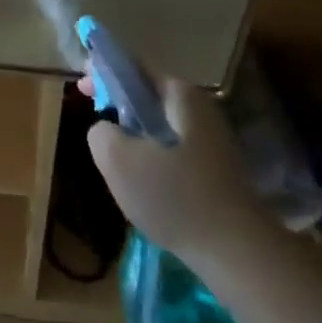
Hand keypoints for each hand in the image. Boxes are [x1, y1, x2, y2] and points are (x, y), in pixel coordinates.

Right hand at [85, 77, 270, 268]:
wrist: (240, 255)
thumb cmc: (176, 197)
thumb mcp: (118, 160)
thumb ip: (101, 132)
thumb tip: (106, 129)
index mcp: (180, 95)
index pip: (134, 67)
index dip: (103, 72)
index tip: (82, 90)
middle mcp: (201, 110)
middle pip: (149, 97)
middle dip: (119, 108)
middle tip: (98, 128)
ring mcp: (213, 142)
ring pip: (161, 128)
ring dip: (136, 138)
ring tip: (117, 164)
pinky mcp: (218, 172)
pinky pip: (175, 153)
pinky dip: (154, 160)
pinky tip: (145, 189)